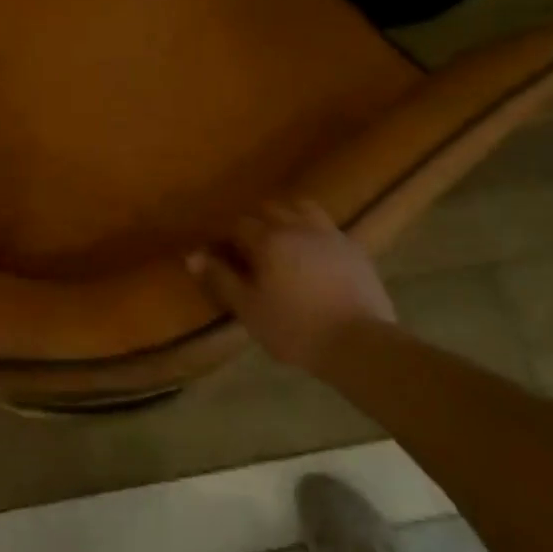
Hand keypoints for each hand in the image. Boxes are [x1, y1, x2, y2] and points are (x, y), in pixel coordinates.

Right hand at [187, 199, 394, 370]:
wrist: (360, 343)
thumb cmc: (295, 328)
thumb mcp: (249, 309)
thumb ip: (220, 279)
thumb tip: (192, 256)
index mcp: (268, 239)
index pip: (239, 225)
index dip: (227, 237)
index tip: (223, 254)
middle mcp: (297, 226)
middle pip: (270, 209)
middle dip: (256, 222)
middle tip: (251, 247)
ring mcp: (329, 234)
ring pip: (302, 208)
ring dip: (288, 216)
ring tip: (284, 239)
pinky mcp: (354, 248)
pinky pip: (328, 227)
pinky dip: (315, 232)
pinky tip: (315, 254)